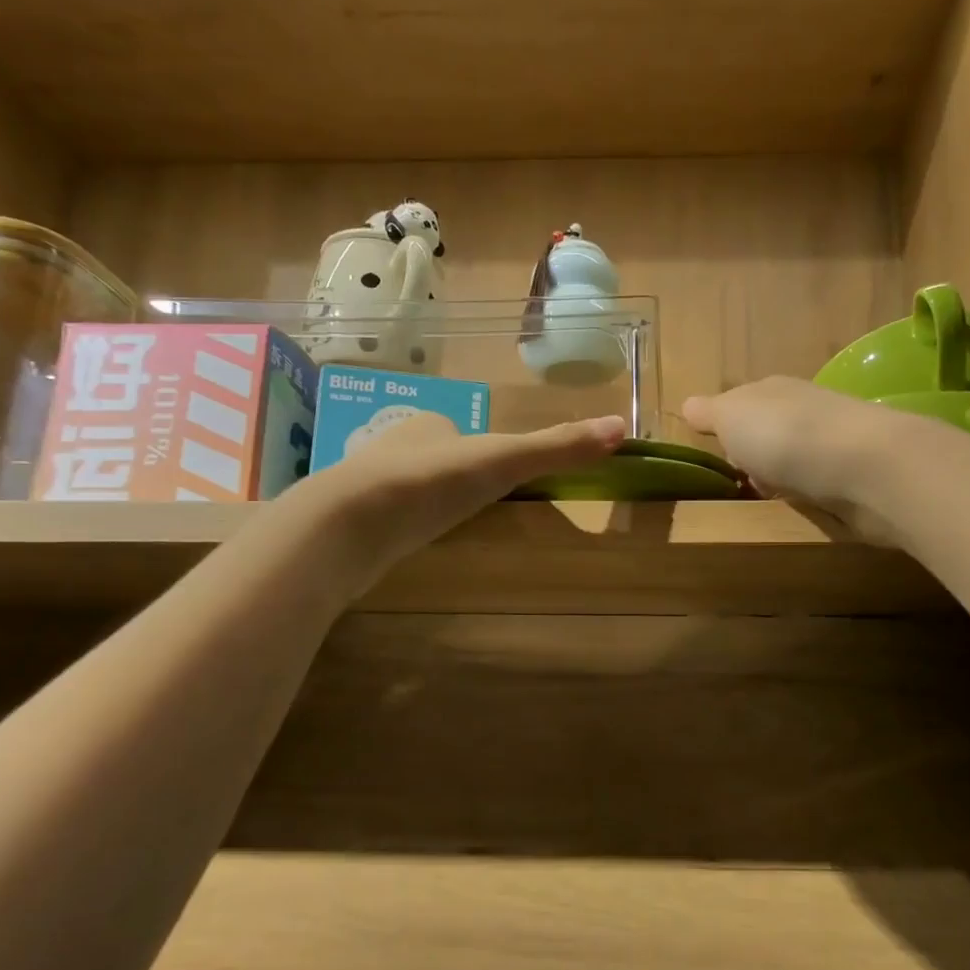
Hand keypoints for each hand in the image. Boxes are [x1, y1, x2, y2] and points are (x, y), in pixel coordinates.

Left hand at [316, 411, 626, 563]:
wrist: (347, 524)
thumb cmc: (431, 482)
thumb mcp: (504, 462)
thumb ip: (558, 447)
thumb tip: (621, 429)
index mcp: (429, 424)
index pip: (462, 430)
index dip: (483, 450)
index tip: (498, 474)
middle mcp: (394, 445)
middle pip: (435, 457)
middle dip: (452, 476)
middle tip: (473, 503)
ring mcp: (367, 483)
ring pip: (406, 486)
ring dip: (424, 500)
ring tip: (442, 526)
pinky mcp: (350, 521)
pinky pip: (384, 518)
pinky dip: (399, 527)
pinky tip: (406, 545)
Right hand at [683, 378, 900, 527]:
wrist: (865, 467)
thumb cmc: (785, 436)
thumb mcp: (731, 417)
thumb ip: (709, 413)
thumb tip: (688, 406)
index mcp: (773, 391)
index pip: (742, 406)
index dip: (726, 431)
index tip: (715, 459)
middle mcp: (805, 412)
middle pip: (769, 437)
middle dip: (754, 461)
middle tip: (738, 488)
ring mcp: (833, 446)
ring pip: (794, 464)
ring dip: (781, 483)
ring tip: (765, 507)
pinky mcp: (854, 480)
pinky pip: (818, 489)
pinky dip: (807, 499)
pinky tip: (800, 514)